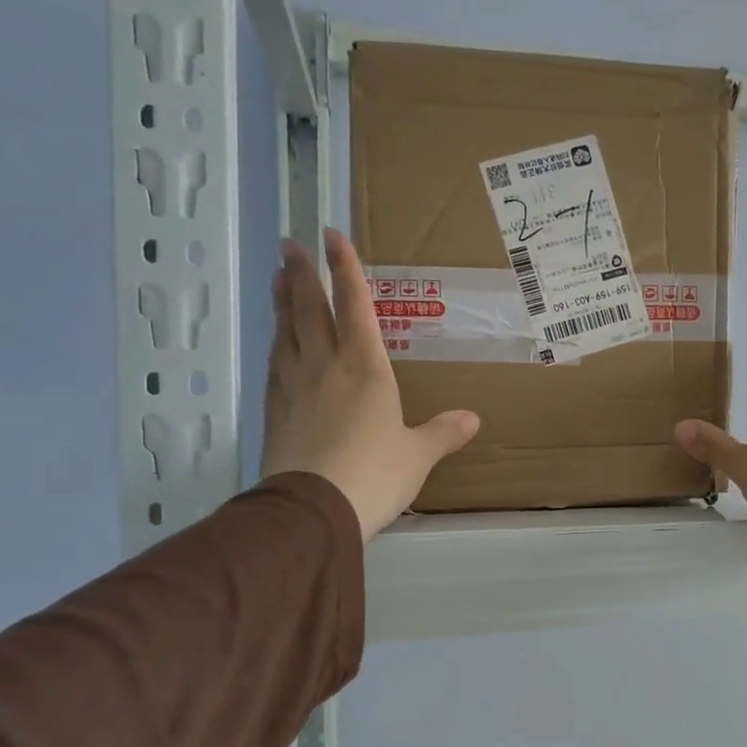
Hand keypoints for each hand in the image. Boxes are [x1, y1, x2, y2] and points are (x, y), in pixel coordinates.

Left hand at [261, 229, 478, 540]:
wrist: (312, 511)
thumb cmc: (374, 474)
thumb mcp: (417, 455)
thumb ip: (442, 433)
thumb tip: (471, 419)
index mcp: (365, 368)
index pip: (356, 307)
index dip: (346, 270)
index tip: (332, 236)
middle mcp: (325, 366)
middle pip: (310, 309)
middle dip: (303, 273)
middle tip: (290, 243)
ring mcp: (294, 386)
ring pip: (287, 331)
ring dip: (283, 300)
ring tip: (279, 276)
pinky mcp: (275, 410)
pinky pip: (276, 362)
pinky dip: (277, 341)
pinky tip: (276, 340)